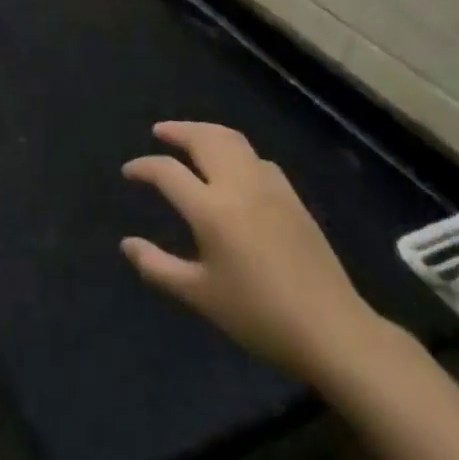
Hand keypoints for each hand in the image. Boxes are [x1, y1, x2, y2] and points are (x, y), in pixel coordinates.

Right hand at [121, 121, 383, 386]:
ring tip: (190, 137)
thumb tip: (127, 244)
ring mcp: (268, 186)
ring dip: (206, 131)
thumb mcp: (200, 296)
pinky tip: (233, 166)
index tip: (130, 172)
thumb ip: (158, 267)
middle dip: (177, 130)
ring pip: (232, 139)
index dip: (143, 167)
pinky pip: (255, 157)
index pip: (167, 171)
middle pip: (203, 139)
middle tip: (159, 132)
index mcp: (211, 209)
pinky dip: (235, 150)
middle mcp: (238, 185)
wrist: (331, 329)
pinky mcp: (291, 195)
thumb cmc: (259, 316)